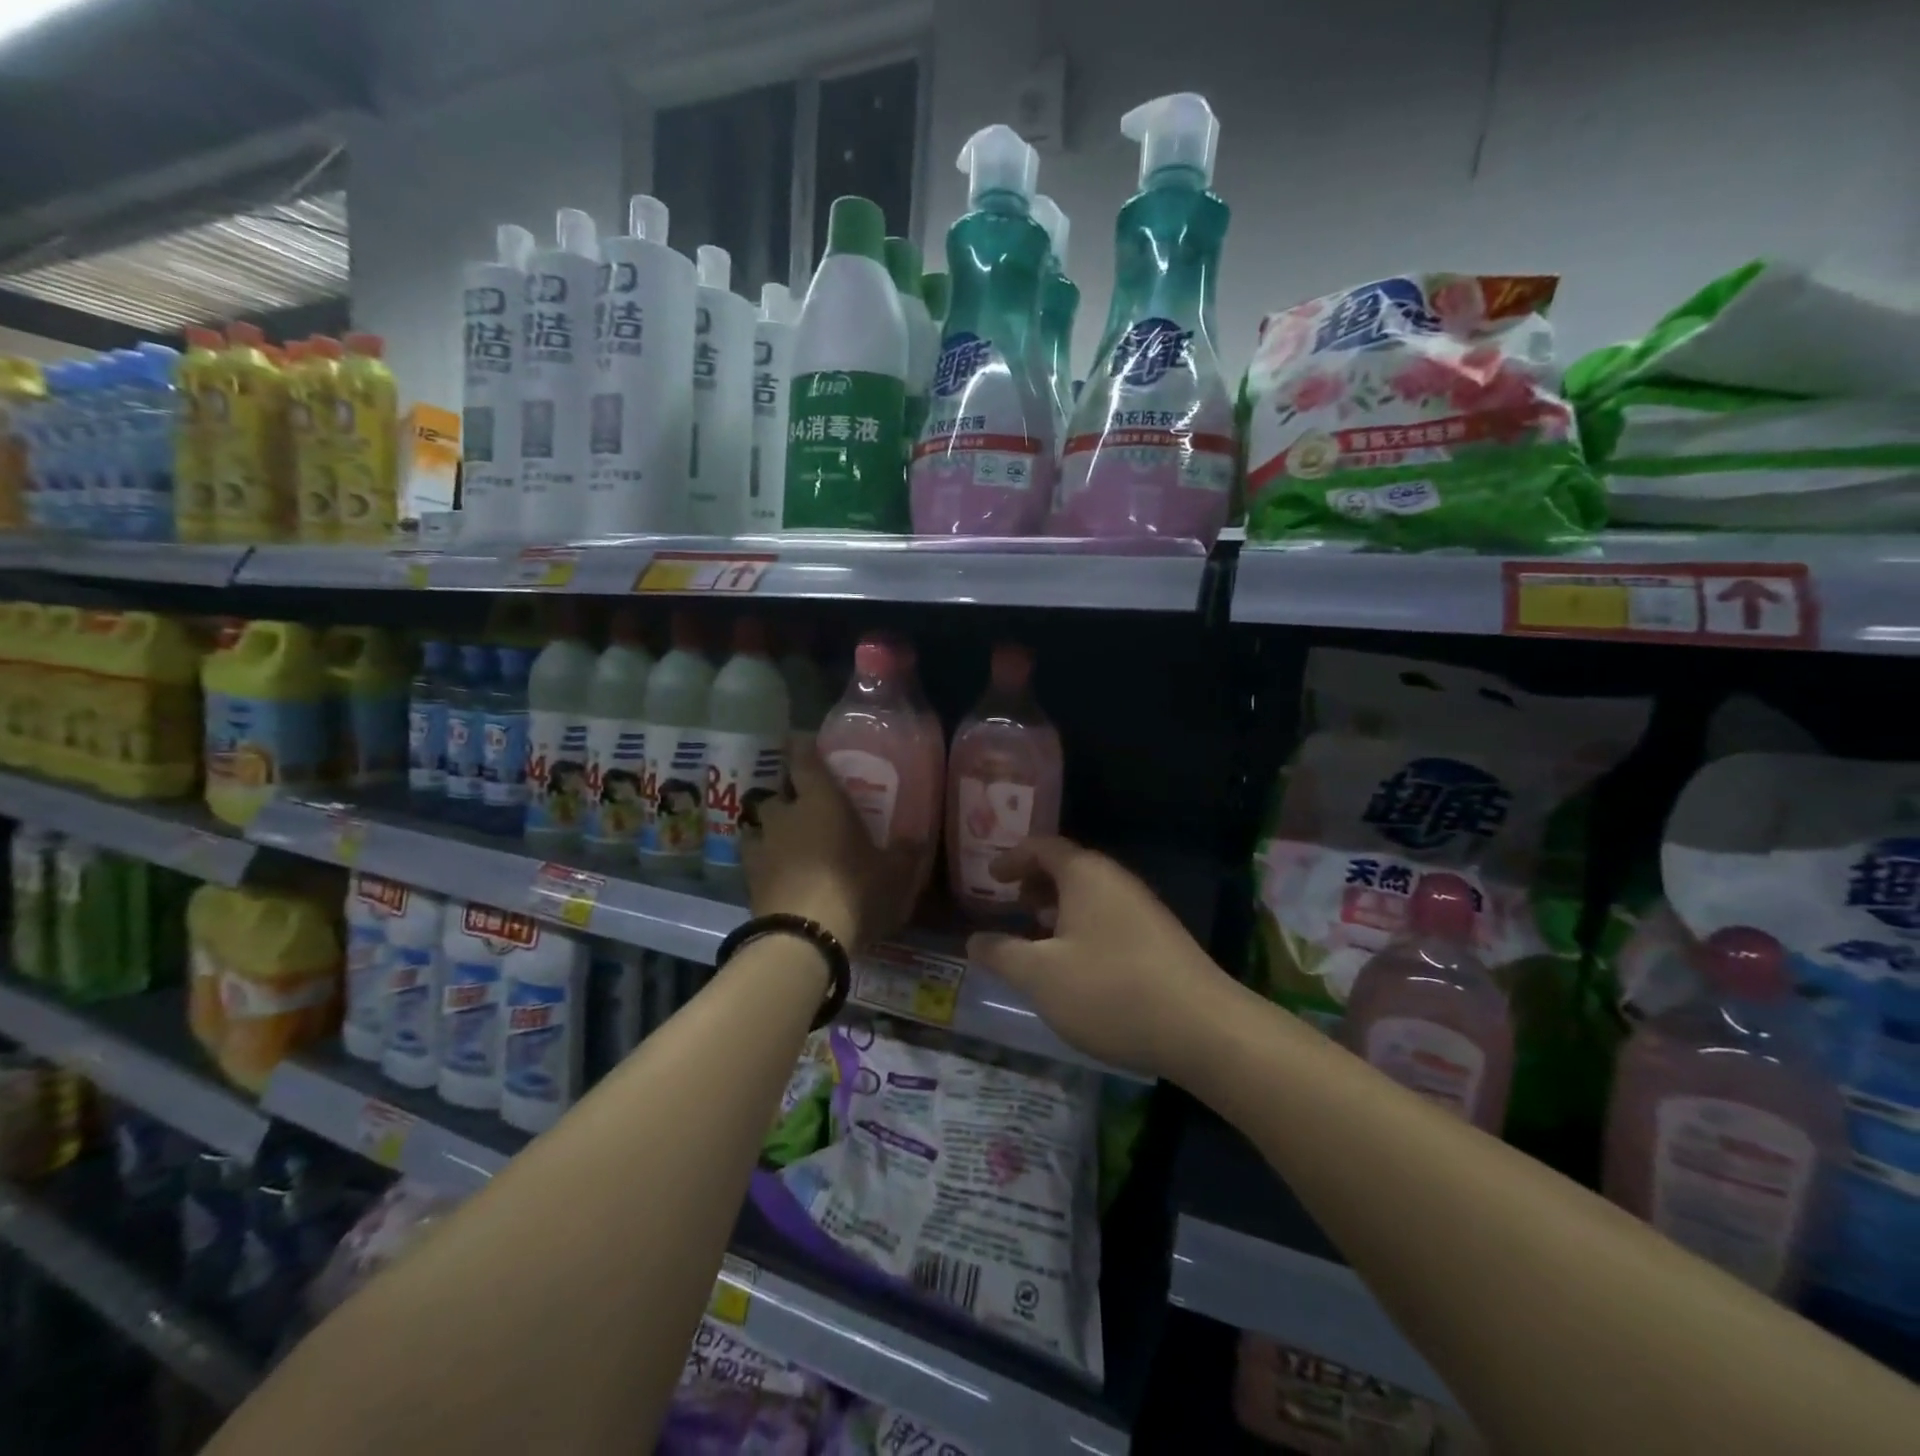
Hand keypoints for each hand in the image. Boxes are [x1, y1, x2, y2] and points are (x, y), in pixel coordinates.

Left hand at [742, 744, 924, 951]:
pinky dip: (763, 859)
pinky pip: (754, 858)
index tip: (802, 741)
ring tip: (785, 839)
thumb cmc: (854, 891)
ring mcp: (761, 847)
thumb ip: (904, 853)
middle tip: (806, 804)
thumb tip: (915, 839)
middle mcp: (785, 815)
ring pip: (758, 825)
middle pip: (777, 793)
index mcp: (820, 801)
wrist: (803, 938)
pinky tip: (776, 871)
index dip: (801, 747)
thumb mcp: (893, 874)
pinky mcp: (747, 879)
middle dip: (788, 795)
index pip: (803, 759)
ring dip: (770, 827)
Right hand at [965, 837, 1228, 1078]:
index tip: (991, 876)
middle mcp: (1117, 880)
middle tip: (1012, 906)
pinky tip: (1078, 965)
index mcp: (1086, 874)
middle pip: (1069, 867)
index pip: (1043, 846)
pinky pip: (1110, 916)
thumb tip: (974, 940)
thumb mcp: (1040, 976)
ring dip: (1060, 908)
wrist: (1203, 1029)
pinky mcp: (1160, 938)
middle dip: (1036, 883)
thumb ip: (1001, 954)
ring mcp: (1144, 908)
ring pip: (1091, 895)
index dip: (1012, 857)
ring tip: (1039, 937)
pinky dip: (1083, 926)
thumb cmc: (1110, 991)